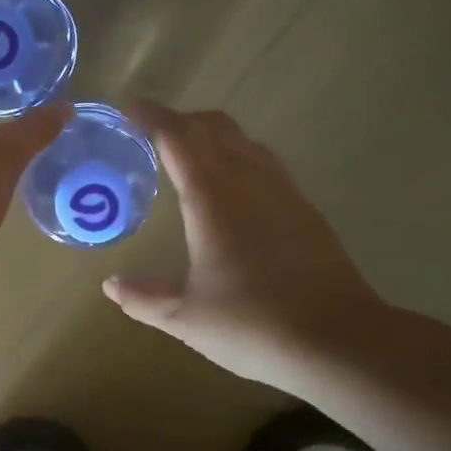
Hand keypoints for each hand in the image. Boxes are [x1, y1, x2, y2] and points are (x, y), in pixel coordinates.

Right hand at [103, 102, 385, 390]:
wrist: (339, 341)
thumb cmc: (253, 324)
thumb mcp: (186, 317)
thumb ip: (144, 297)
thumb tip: (112, 285)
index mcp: (213, 197)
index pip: (178, 137)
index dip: (152, 117)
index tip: (129, 109)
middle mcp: (250, 180)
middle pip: (214, 127)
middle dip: (181, 121)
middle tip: (152, 135)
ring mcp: (284, 192)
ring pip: (245, 141)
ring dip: (212, 138)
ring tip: (188, 159)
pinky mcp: (306, 210)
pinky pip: (265, 163)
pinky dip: (238, 159)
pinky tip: (231, 193)